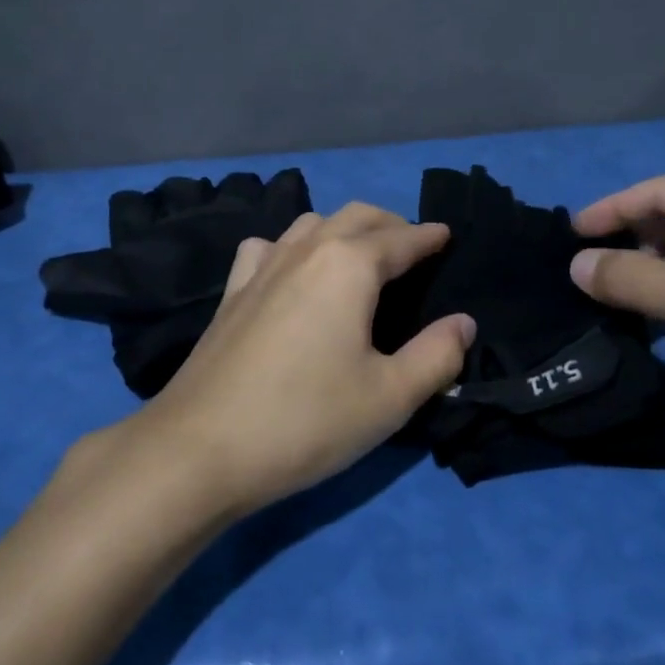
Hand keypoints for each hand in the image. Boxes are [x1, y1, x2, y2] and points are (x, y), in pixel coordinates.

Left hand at [121, 203, 475, 517]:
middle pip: (356, 216)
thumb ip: (436, 355)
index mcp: (349, 265)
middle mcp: (306, 250)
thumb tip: (463, 323)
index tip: (447, 235)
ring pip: (311, 223)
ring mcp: (262, 266)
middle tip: (413, 247)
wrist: (201, 448)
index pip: (401, 239)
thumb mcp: (389, 397)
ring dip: (343, 228)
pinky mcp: (232, 291)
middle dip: (390, 224)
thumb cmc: (307, 420)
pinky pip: (267, 246)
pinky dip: (292, 245)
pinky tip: (291, 270)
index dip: (429, 237)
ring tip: (361, 256)